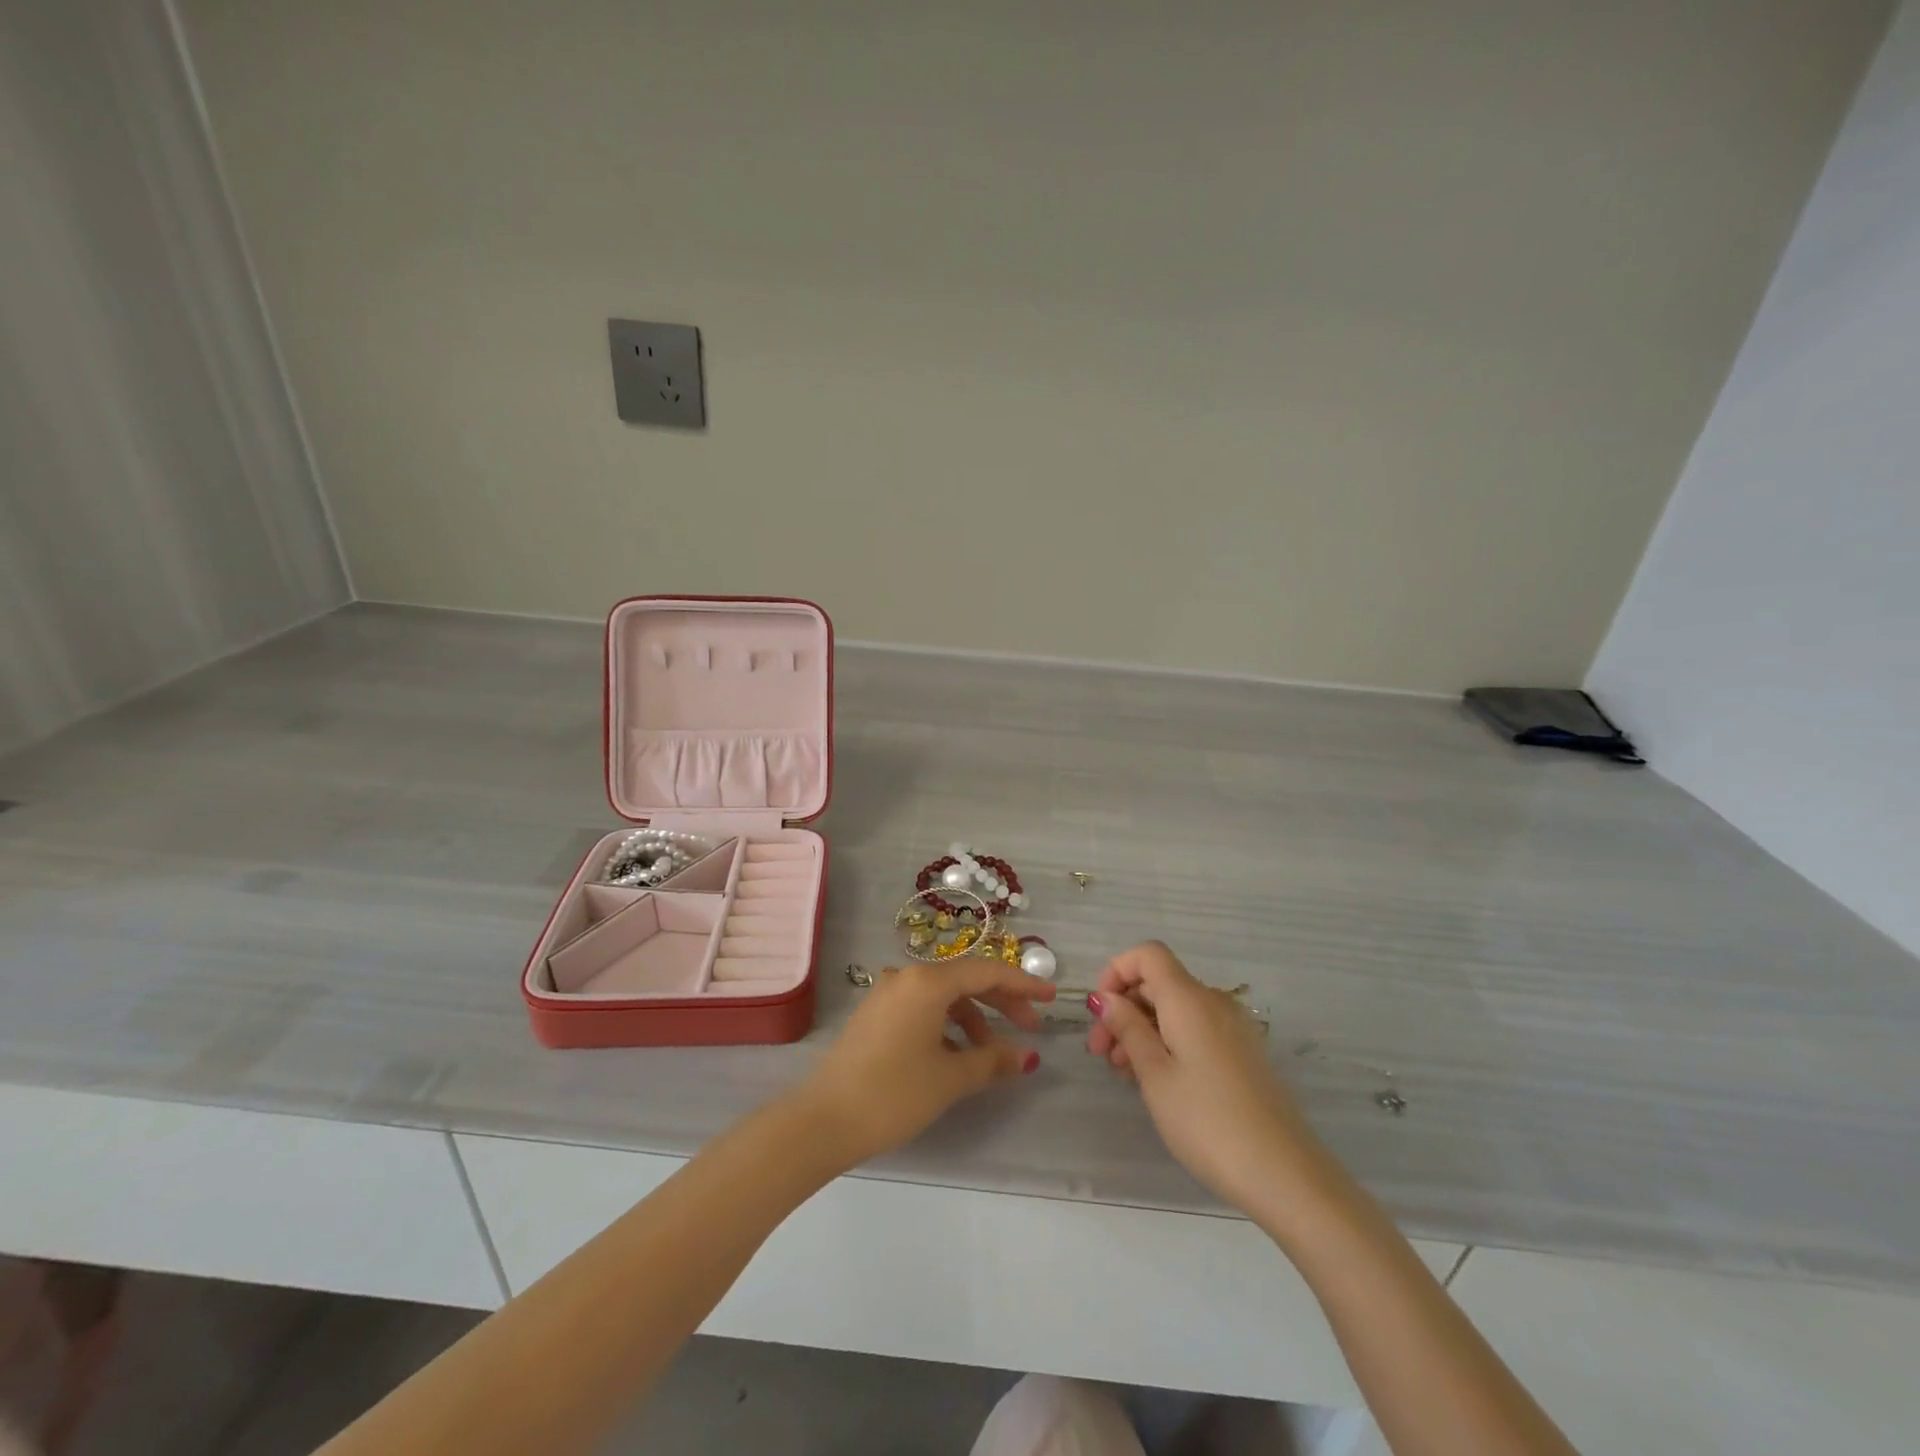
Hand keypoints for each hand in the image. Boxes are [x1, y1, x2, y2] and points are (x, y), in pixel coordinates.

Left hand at [793, 960, 1055, 1167]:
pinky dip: (947, 1025)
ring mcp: (886, 995)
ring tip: (990, 1054)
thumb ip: (993, 1060)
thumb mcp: (950, 1078)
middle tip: (1030, 1027)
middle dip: (1001, 1001)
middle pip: (965, 980)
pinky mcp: (875, 1015)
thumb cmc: (894, 1093)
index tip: (1051, 998)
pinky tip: (955, 1055)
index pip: (986, 971)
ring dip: (973, 1018)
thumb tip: (1027, 1056)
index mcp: (927, 982)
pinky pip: (922, 1008)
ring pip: (943, 996)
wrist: (823, 1120)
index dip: (1022, 983)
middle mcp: (906, 977)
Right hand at [1086, 941, 1319, 1214]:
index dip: (1116, 970)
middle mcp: (1213, 1002)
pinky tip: (1155, 1079)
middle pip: (1159, 983)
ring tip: (1122, 1072)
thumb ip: (1128, 1029)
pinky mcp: (1243, 1054)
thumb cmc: (1207, 1121)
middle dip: (1123, 1008)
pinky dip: (1167, 1042)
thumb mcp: (1155, 1075)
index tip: (1099, 1010)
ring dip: (1142, 1029)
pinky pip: (1195, 1030)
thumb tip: (1106, 998)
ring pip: (1175, 1010)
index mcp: (1189, 999)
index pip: (1148, 954)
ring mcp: (1232, 1028)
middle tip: (1098, 1053)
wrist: (1285, 1174)